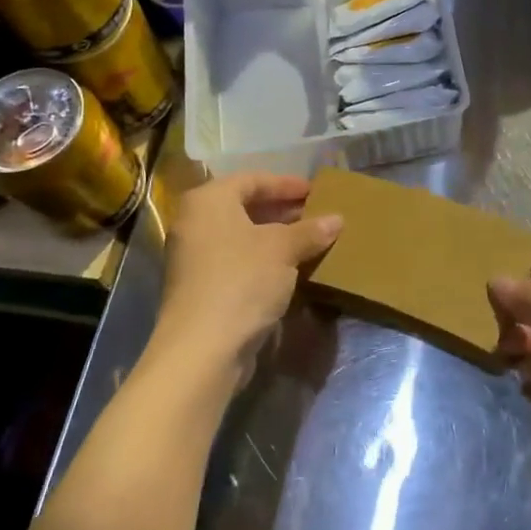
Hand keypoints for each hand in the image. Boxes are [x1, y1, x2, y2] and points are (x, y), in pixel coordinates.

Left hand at [153, 172, 343, 391]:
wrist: (202, 349)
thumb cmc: (242, 280)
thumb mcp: (283, 249)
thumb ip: (310, 230)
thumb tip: (337, 219)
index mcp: (208, 201)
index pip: (251, 180)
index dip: (285, 184)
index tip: (314, 191)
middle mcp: (195, 224)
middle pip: (244, 207)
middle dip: (282, 211)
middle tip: (315, 214)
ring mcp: (194, 258)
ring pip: (241, 237)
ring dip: (275, 238)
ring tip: (309, 241)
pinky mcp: (200, 289)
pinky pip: (237, 262)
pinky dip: (263, 260)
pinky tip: (290, 270)